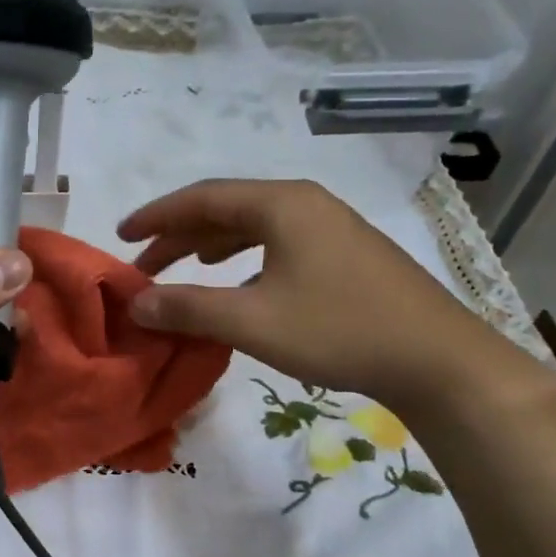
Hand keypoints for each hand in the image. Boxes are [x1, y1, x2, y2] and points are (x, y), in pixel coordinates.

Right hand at [118, 178, 532, 414]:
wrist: (434, 358)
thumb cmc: (337, 330)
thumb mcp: (250, 321)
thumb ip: (187, 309)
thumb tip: (136, 304)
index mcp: (281, 204)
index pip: (202, 198)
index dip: (156, 216)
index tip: (121, 236)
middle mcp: (305, 203)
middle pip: (226, 209)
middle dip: (180, 235)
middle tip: (144, 266)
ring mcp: (331, 226)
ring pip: (254, 226)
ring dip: (211, 245)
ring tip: (184, 267)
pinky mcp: (345, 253)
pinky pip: (277, 242)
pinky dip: (244, 257)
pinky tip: (239, 281)